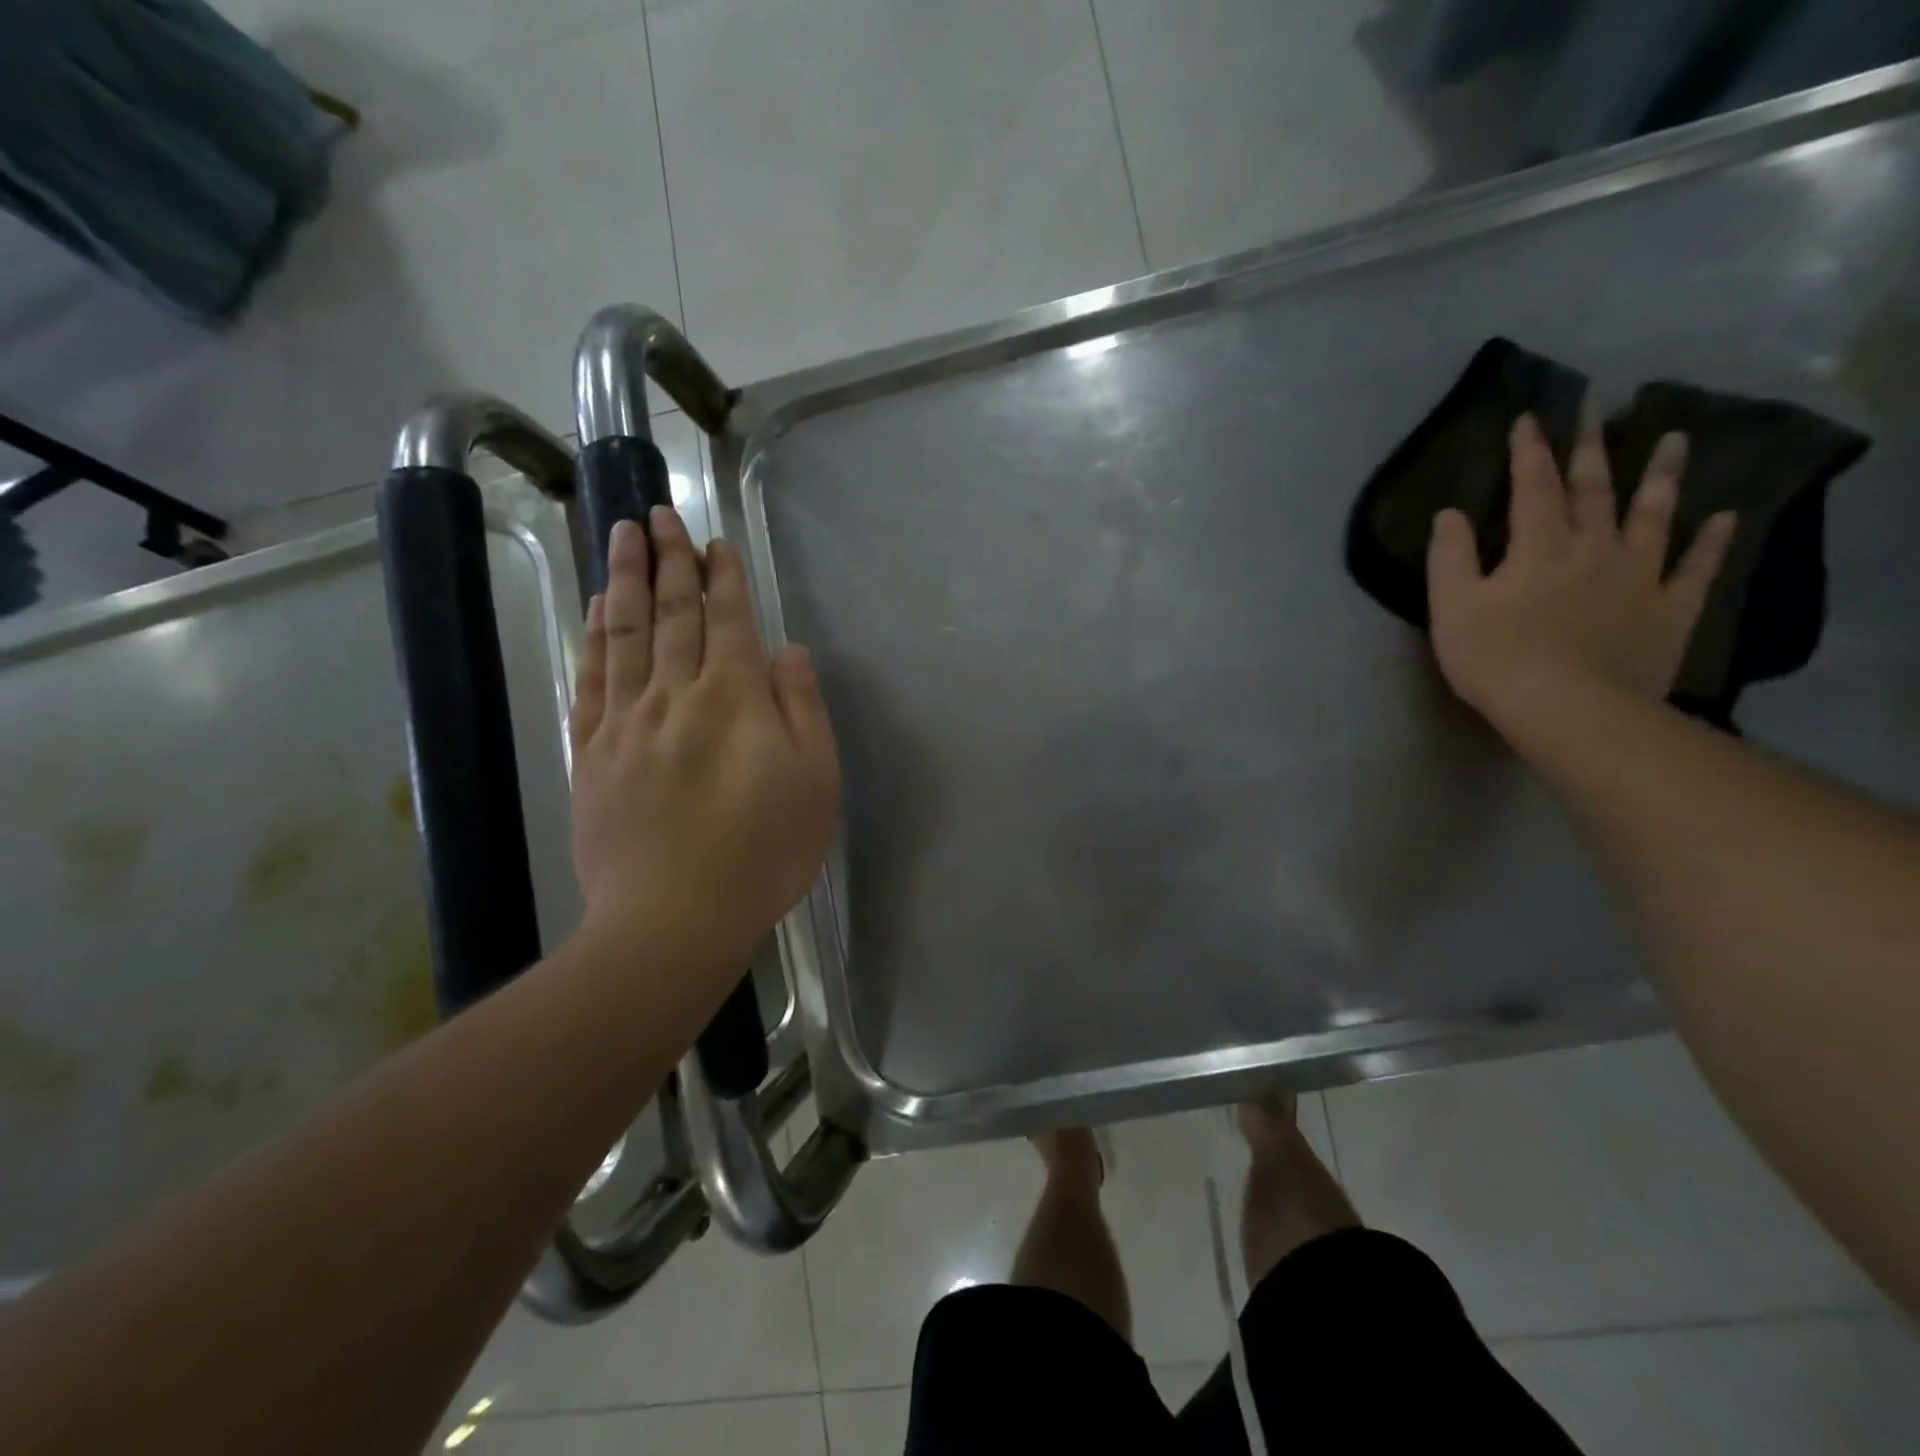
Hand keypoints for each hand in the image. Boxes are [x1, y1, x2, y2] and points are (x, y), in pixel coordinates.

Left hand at [568, 508, 839, 972]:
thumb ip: (802, 709)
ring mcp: (626, 722)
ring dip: (627, 579)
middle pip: (673, 614)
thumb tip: (786, 650)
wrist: (674, 918)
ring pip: (625, 634)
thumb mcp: (815, 782)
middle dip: (670, 559)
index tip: (714, 540)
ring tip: (622, 535)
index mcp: (734, 700)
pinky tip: (598, 610)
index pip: (728, 620)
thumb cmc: (762, 852)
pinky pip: (592, 679)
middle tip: (658, 513)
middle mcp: (676, 695)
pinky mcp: (591, 753)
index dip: (723, 576)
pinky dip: (595, 637)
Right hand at [1427, 407, 1736, 736]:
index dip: (1530, 452)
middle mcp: (1593, 548)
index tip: (1530, 417)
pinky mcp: (1669, 609)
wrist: (1567, 706)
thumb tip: (1449, 514)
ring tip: (1676, 441)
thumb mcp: (1452, 607)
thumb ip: (1450, 557)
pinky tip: (1724, 518)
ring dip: (1663, 477)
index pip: (1533, 488)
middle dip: (1592, 447)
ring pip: (1653, 516)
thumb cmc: (1496, 657)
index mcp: (1538, 548)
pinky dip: (1711, 542)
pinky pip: (1696, 569)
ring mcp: (1639, 576)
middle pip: (1594, 489)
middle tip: (1599, 406)